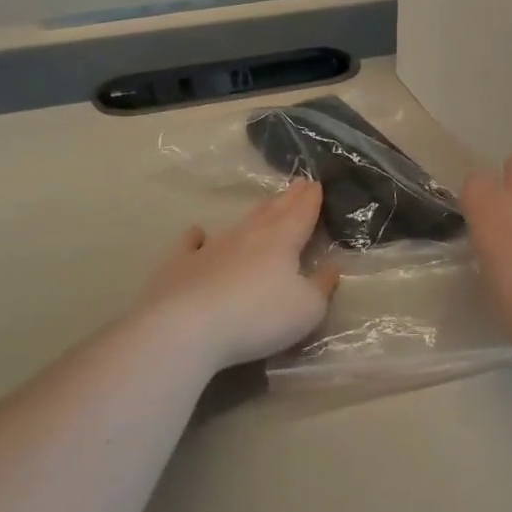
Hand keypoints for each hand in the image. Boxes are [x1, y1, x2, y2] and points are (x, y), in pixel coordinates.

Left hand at [136, 179, 339, 370]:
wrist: (186, 327)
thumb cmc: (257, 317)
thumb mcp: (306, 309)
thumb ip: (321, 287)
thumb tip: (331, 269)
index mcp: (281, 241)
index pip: (301, 214)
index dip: (311, 200)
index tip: (315, 184)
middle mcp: (247, 236)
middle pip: (272, 212)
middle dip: (287, 199)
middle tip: (297, 185)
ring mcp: (211, 248)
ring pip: (238, 224)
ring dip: (254, 214)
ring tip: (265, 206)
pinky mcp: (180, 264)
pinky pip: (190, 244)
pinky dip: (196, 237)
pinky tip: (197, 233)